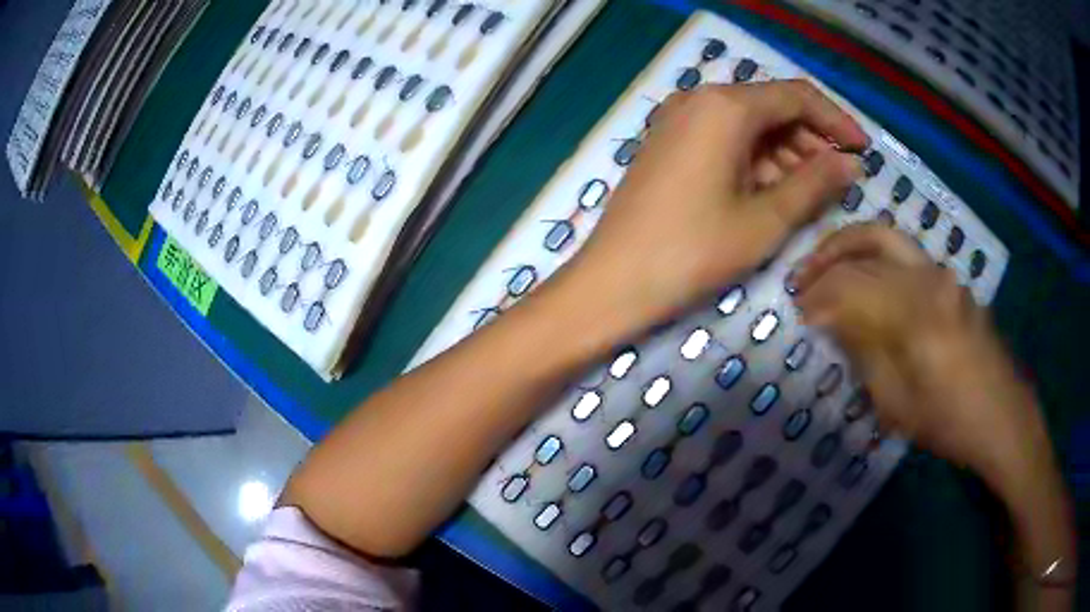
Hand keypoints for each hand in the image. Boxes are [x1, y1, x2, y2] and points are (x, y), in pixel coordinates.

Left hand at [563, 80, 867, 329]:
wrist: (613, 281)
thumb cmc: (693, 252)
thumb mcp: (766, 220)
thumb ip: (814, 184)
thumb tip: (850, 163)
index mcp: (725, 107)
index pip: (797, 96)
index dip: (836, 121)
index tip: (863, 150)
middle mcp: (699, 100)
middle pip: (772, 107)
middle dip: (811, 140)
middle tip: (838, 180)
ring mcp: (678, 119)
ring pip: (749, 124)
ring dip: (786, 152)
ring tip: (811, 192)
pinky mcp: (668, 142)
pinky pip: (724, 138)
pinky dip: (755, 159)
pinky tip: (771, 190)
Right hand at [791, 224, 1042, 482]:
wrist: (1001, 416)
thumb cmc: (948, 422)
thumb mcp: (897, 403)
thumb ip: (864, 351)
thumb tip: (830, 319)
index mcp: (913, 313)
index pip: (850, 284)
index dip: (818, 295)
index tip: (797, 312)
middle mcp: (928, 278)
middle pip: (869, 241)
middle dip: (828, 254)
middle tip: (803, 275)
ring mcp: (943, 274)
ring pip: (889, 238)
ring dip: (853, 246)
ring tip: (829, 265)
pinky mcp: (952, 281)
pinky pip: (907, 257)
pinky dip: (877, 260)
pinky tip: (869, 283)